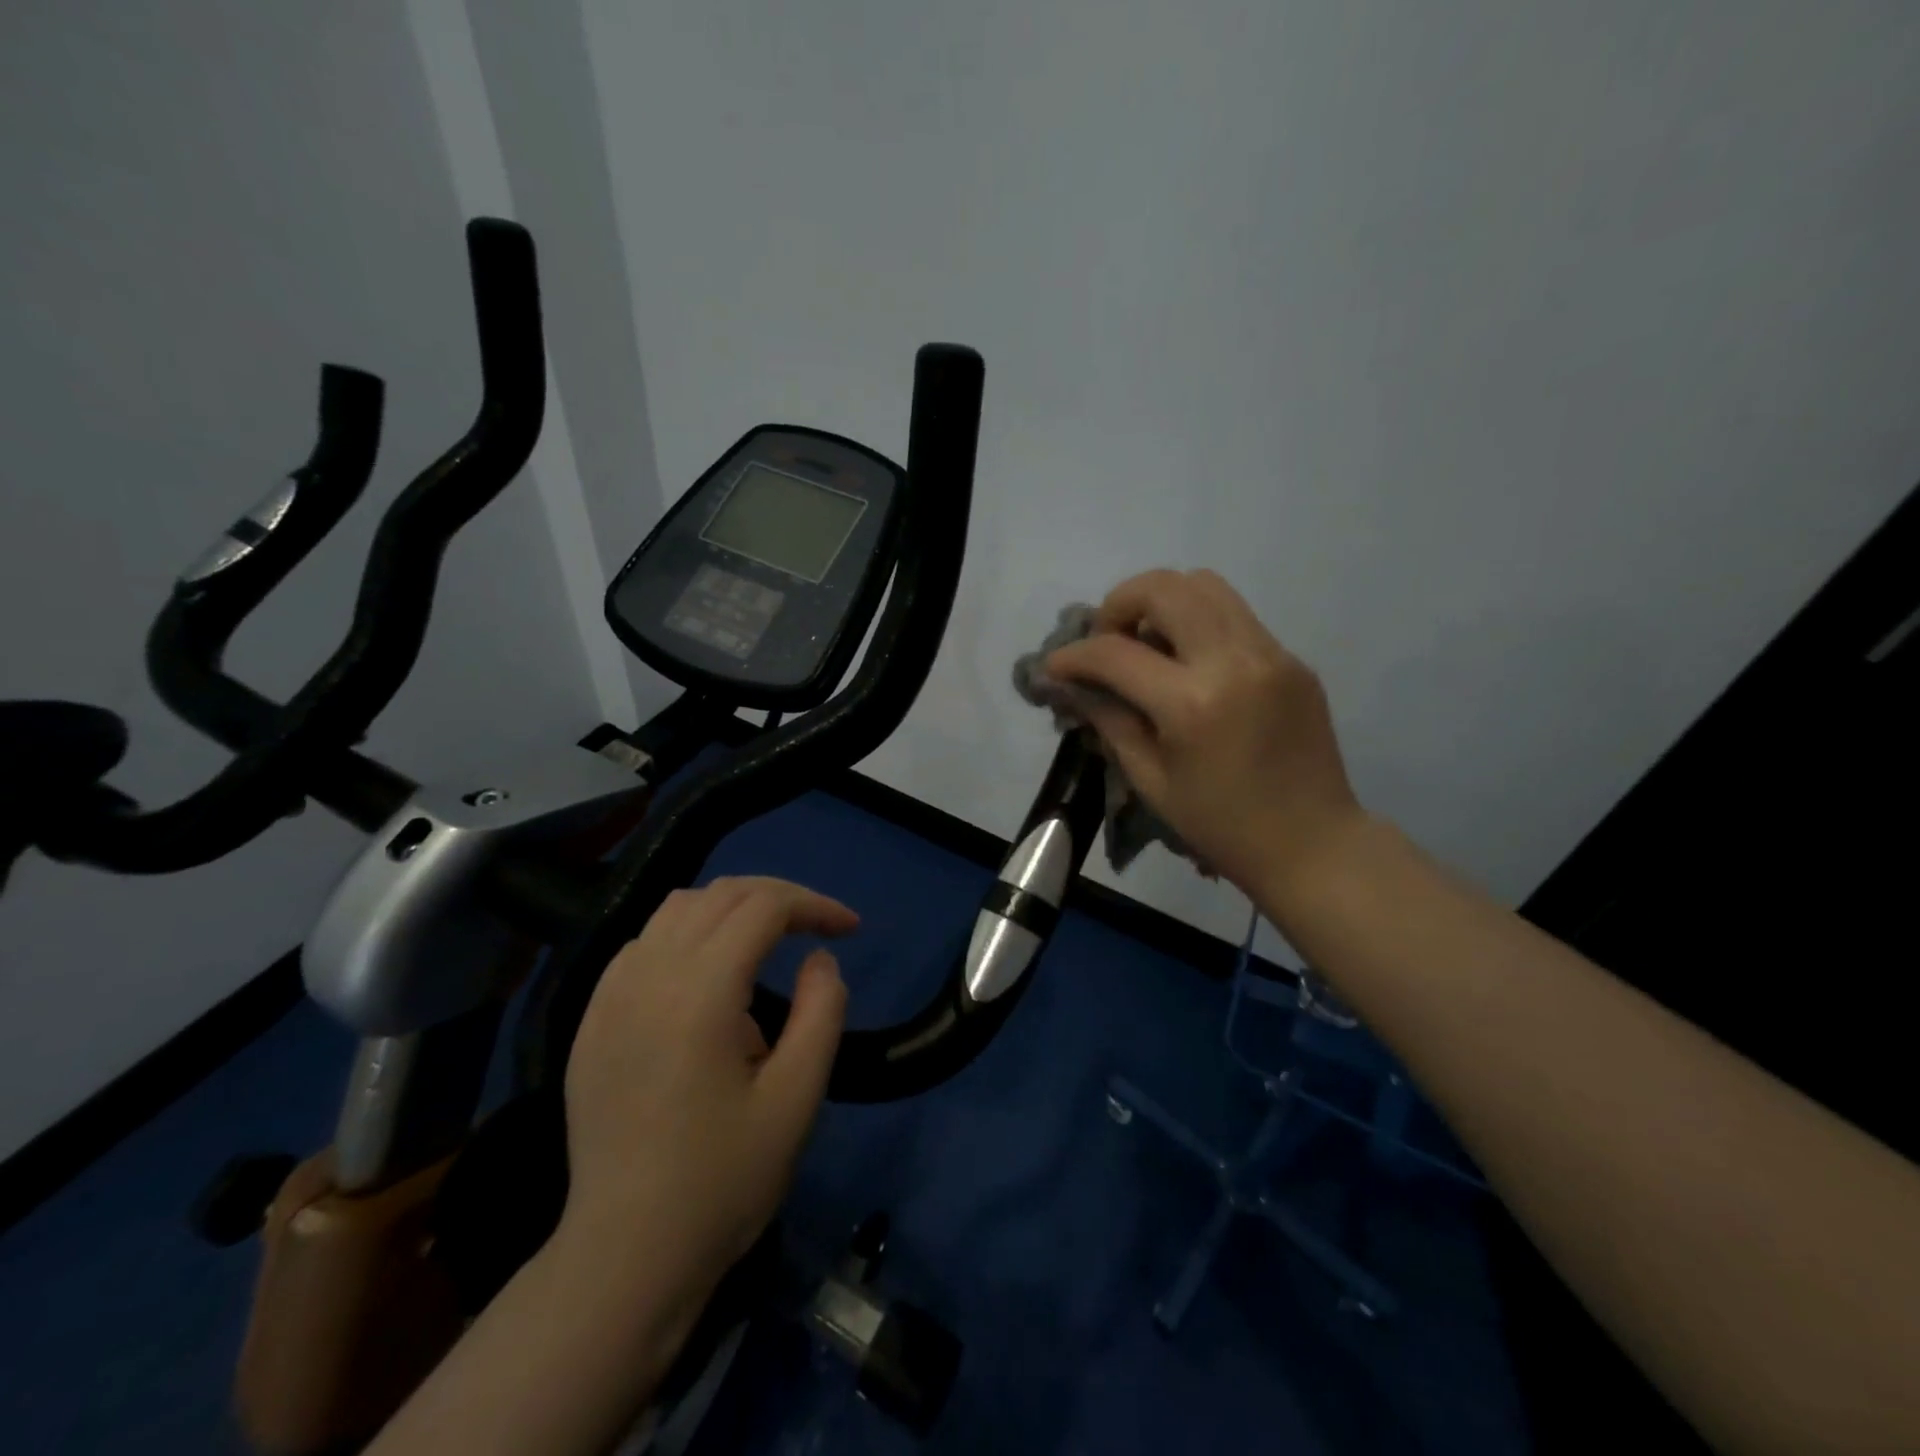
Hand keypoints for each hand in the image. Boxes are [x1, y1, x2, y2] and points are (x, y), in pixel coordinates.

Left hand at [559, 876, 853, 1317]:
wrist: (625, 1256)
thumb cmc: (722, 1181)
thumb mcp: (797, 1098)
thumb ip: (822, 1012)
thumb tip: (820, 959)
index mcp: (699, 993)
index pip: (764, 906)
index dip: (814, 906)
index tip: (850, 930)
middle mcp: (648, 976)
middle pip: (721, 894)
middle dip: (779, 899)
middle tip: (819, 929)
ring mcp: (610, 995)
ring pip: (678, 908)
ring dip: (732, 909)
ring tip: (768, 944)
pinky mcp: (592, 1020)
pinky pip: (644, 943)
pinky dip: (688, 934)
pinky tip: (708, 977)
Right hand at [1045, 569, 1365, 911]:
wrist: (1313, 843)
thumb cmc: (1221, 825)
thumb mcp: (1151, 780)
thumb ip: (1109, 720)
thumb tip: (1072, 684)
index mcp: (1193, 704)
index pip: (1115, 653)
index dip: (1074, 655)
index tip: (1055, 666)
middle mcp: (1234, 661)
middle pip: (1164, 587)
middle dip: (1119, 604)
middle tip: (1106, 641)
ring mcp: (1271, 653)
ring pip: (1204, 584)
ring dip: (1161, 603)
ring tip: (1147, 644)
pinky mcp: (1291, 658)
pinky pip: (1234, 616)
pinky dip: (1197, 624)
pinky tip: (1188, 664)